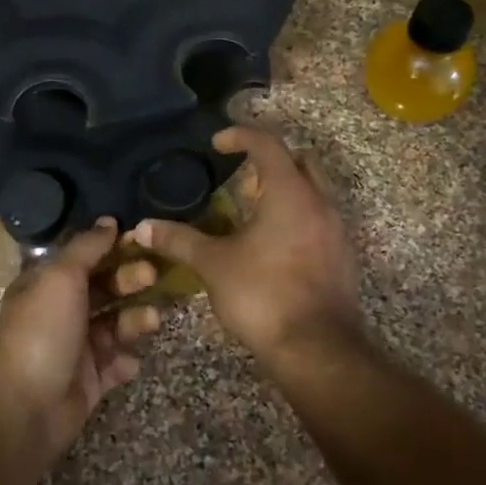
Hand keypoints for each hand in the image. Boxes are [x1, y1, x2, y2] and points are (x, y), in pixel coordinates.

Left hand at [0, 218, 161, 462]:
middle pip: (103, 288)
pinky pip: (115, 363)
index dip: (111, 247)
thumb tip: (108, 221)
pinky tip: (130, 361)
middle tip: (153, 275)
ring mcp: (75, 347)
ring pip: (114, 325)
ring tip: (151, 321)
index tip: (141, 239)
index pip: (83, 257)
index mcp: (46, 283)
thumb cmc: (42, 332)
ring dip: (135, 319)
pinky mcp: (89, 380)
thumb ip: (86, 248)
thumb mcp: (60, 277)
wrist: (26, 409)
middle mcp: (60, 311)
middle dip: (129, 280)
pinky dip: (126, 360)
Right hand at [133, 127, 362, 375]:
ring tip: (252, 210)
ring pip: (314, 191)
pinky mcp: (342, 257)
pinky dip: (297, 217)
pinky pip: (319, 220)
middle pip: (300, 160)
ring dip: (286, 190)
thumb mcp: (213, 265)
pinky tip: (272, 244)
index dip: (240, 135)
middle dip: (271, 159)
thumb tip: (143, 227)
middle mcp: (320, 203)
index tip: (217, 142)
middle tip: (241, 175)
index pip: (267, 144)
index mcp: (290, 193)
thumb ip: (179, 240)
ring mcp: (336, 230)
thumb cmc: (263, 295)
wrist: (317, 349)